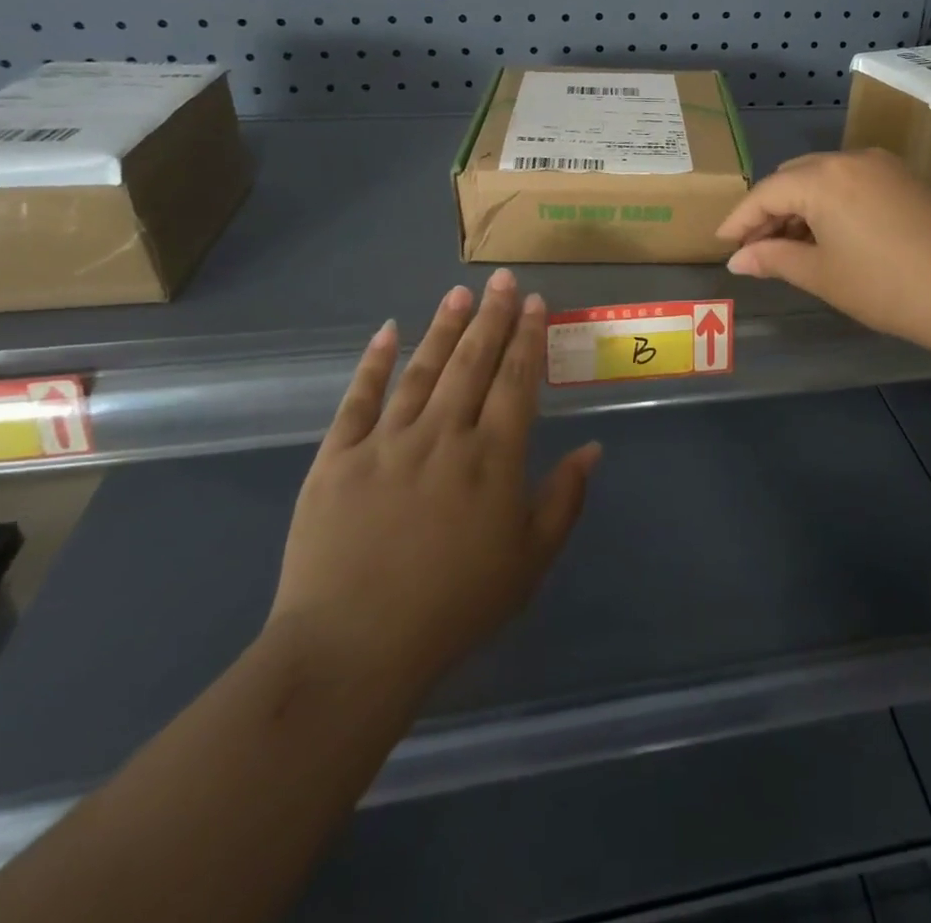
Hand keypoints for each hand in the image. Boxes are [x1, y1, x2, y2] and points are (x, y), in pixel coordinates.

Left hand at [266, 271, 600, 700]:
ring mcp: (387, 441)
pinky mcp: (337, 457)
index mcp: (493, 458)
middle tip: (503, 280)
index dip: (527, 338)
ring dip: (444, 328)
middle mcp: (444, 435)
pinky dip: (375, 362)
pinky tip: (388, 331)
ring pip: (423, 370)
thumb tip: (593, 449)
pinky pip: (359, 398)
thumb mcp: (529, 562)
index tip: (535, 303)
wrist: (352, 649)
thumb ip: (564, 500)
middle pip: (473, 363)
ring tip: (460, 294)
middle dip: (492, 317)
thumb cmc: (454, 607)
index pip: (516, 381)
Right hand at [716, 148, 930, 342]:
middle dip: (770, 210)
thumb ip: (773, 259)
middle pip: (794, 177)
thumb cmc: (883, 286)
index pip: (766, 192)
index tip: (723, 242)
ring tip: (789, 246)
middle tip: (756, 248)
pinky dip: (830, 203)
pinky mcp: (904, 179)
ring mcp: (882, 166)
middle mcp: (850, 159)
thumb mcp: (820, 275)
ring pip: (823, 177)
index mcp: (823, 178)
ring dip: (800, 206)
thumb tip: (738, 259)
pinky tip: (828, 234)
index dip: (740, 219)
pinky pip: (851, 182)